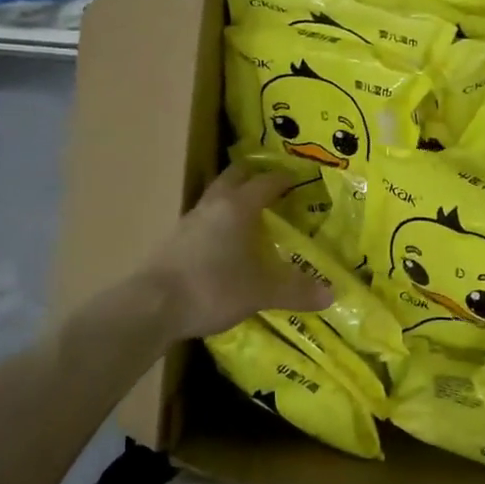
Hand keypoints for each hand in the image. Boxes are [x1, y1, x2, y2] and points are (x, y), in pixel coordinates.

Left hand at [140, 165, 331, 339]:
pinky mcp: (173, 242)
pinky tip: (224, 244)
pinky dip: (218, 223)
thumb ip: (295, 290)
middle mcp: (212, 206)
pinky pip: (202, 222)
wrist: (152, 307)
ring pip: (214, 198)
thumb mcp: (261, 292)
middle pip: (233, 177)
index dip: (283, 179)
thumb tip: (332, 294)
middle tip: (271, 183)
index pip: (265, 182)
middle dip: (253, 176)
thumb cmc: (213, 288)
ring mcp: (188, 223)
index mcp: (237, 207)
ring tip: (250, 213)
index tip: (298, 179)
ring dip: (232, 199)